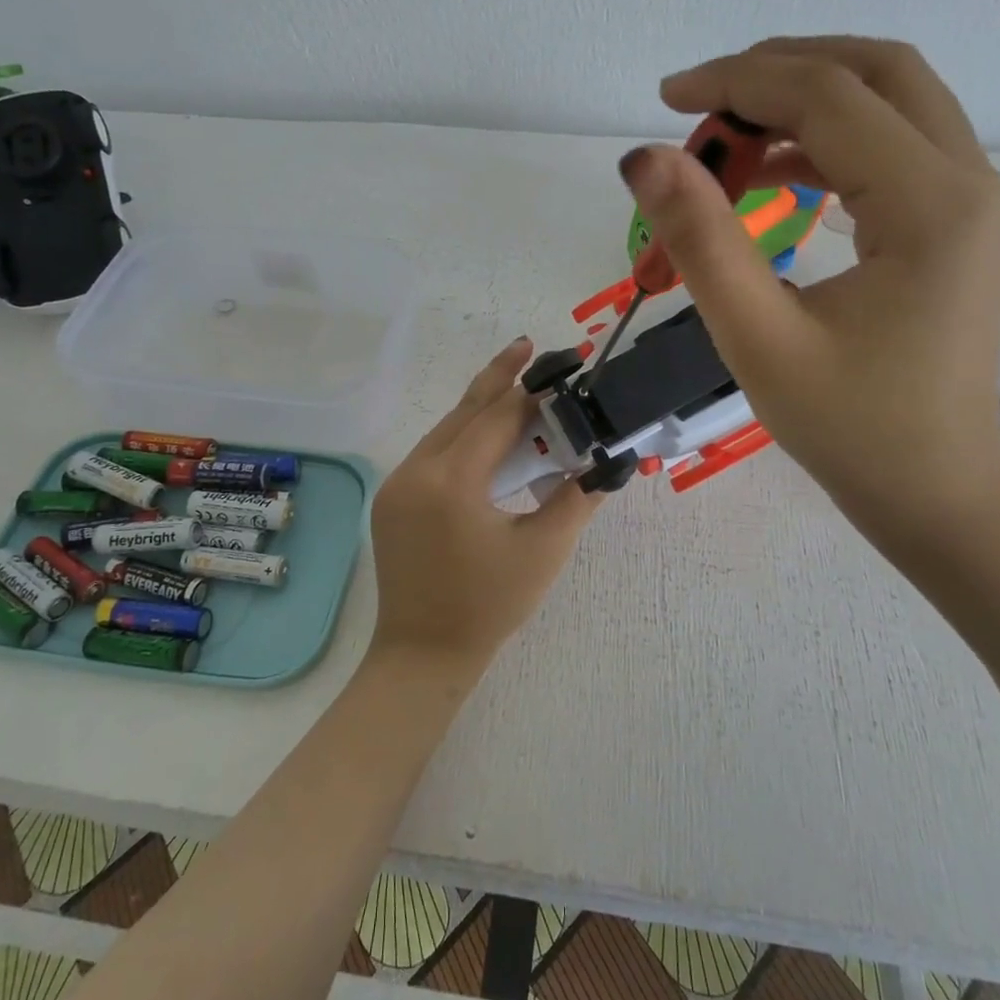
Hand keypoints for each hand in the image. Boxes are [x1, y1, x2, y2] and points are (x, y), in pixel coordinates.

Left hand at [370, 339, 604, 675]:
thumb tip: (608, 463)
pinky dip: (461, 439)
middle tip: (528, 346)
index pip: (498, 418)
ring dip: (479, 409)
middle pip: (464, 412)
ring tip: (514, 386)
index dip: (533, 392)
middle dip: (499, 379)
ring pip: (445, 431)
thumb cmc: (489, 605)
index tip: (560, 366)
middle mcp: (416, 471)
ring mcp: (397, 485)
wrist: (422, 653)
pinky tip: (485, 439)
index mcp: (452, 481)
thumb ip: (577, 499)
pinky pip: (431, 454)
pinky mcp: (392, 500)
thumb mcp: (543, 551)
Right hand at [622, 36, 999, 537]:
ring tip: (727, 144)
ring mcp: (974, 200)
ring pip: (891, 101)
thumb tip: (643, 158)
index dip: (738, 84)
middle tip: (702, 107)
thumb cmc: (846, 427)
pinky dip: (829, 143)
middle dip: (779, 73)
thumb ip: (701, 241)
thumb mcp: (758, 338)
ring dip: (804, 103)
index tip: (666, 100)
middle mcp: (970, 182)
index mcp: (930, 207)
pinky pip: (894, 147)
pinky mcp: (959, 223)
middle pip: (876, 73)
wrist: (933, 489)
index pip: (829, 98)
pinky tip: (772, 178)